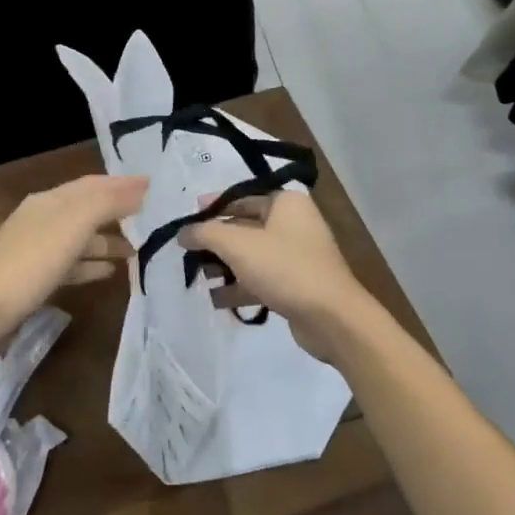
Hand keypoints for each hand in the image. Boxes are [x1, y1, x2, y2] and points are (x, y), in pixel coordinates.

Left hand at [0, 174, 145, 355]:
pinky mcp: (33, 279)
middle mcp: (42, 219)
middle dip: (119, 213)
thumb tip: (141, 186)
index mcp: (50, 201)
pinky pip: (71, 265)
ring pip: (80, 239)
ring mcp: (36, 250)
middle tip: (154, 221)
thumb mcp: (71, 227)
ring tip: (139, 251)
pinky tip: (110, 273)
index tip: (155, 188)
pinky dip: (91, 265)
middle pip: (87, 210)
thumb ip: (106, 203)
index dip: (123, 184)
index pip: (93, 184)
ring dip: (108, 241)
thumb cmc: (28, 264)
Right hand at [180, 190, 378, 366]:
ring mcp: (297, 255)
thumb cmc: (285, 268)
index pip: (242, 197)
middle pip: (245, 226)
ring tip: (198, 278)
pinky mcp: (297, 284)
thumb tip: (182, 232)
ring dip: (225, 266)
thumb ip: (205, 233)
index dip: (212, 207)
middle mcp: (294, 223)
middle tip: (187, 252)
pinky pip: (261, 278)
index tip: (187, 220)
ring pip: (252, 255)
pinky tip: (216, 300)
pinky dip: (240, 286)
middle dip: (216, 241)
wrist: (332, 318)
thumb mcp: (238, 244)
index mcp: (286, 203)